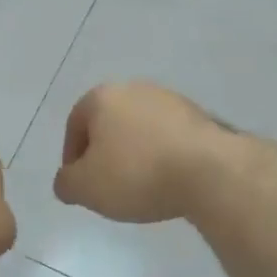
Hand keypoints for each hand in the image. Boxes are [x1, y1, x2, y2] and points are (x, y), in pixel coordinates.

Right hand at [53, 82, 231, 223]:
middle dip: (105, 153)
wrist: (209, 171)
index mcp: (102, 97)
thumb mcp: (86, 188)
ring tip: (141, 186)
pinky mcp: (199, 116)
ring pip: (140, 129)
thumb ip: (66, 183)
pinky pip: (169, 137)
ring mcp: (170, 100)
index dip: (72, 156)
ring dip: (136, 154)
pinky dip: (163, 156)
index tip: (81, 184)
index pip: (75, 124)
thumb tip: (66, 181)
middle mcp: (134, 89)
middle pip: (109, 123)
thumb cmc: (137, 173)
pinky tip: (169, 180)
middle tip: (108, 185)